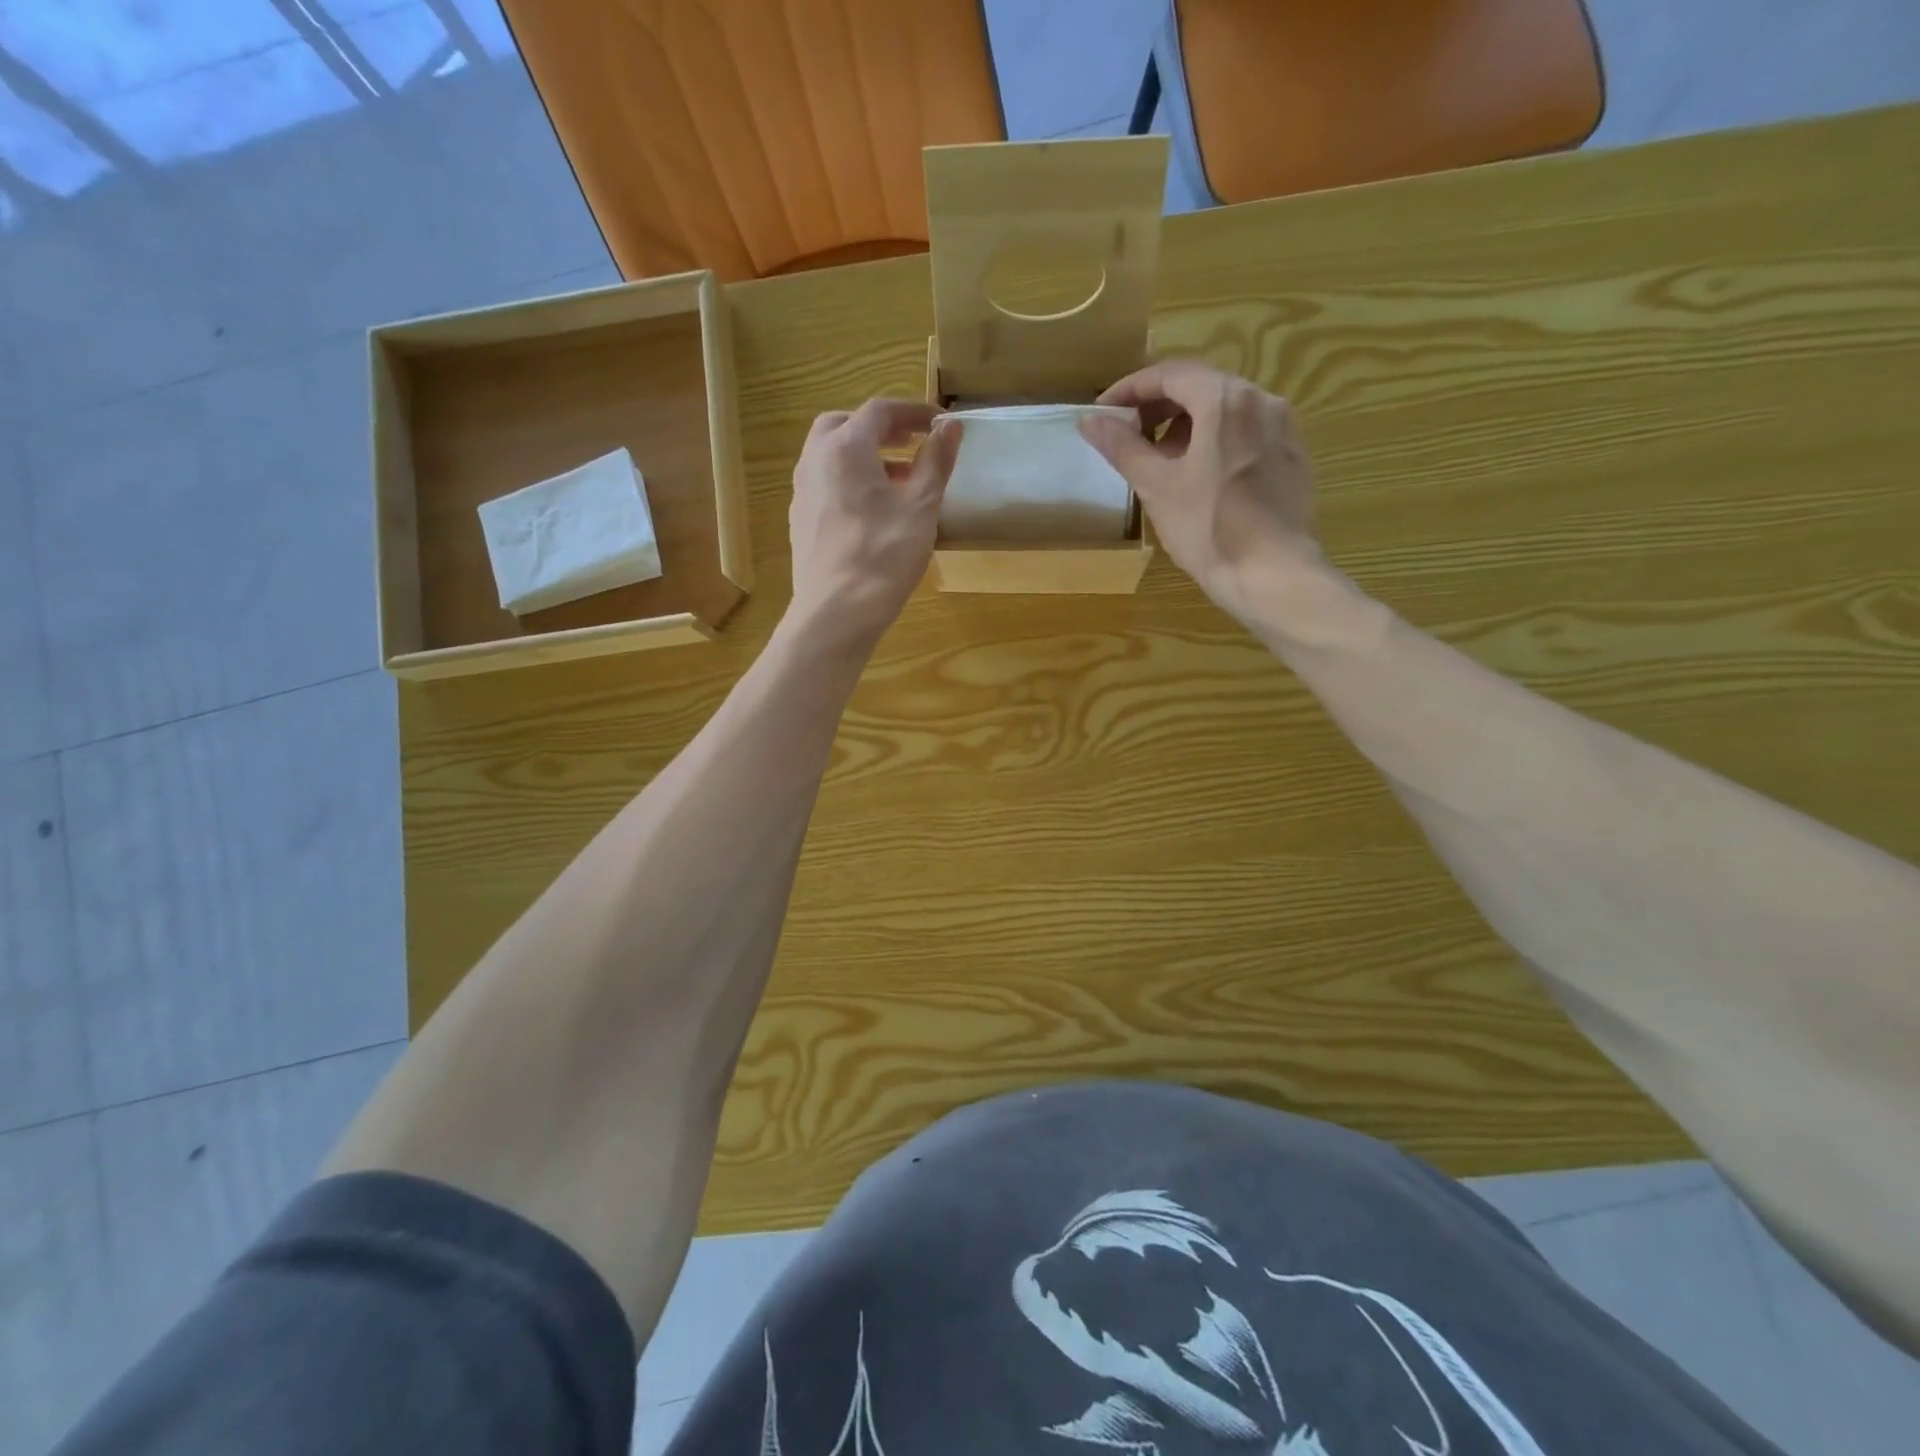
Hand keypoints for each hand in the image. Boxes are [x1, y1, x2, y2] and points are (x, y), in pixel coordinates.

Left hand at [787, 399, 961, 650]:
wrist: (836, 613)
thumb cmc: (883, 555)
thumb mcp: (921, 507)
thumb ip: (936, 461)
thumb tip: (950, 426)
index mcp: (844, 448)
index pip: (880, 411)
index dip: (914, 412)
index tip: (940, 425)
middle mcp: (815, 460)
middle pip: (847, 425)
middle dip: (882, 429)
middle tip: (913, 443)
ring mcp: (802, 492)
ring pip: (832, 455)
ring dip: (866, 456)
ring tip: (901, 479)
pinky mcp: (801, 521)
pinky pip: (826, 484)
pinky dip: (850, 481)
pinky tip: (874, 510)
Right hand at [1080, 361, 1320, 625]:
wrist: (1274, 576)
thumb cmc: (1209, 530)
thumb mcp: (1157, 487)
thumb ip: (1123, 448)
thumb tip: (1090, 421)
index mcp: (1225, 400)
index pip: (1170, 374)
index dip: (1131, 389)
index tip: (1104, 413)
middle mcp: (1262, 400)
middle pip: (1201, 386)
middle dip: (1159, 407)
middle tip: (1128, 436)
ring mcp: (1284, 427)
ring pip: (1226, 410)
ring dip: (1187, 424)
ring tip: (1161, 460)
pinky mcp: (1293, 455)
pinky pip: (1247, 432)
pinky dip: (1216, 440)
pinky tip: (1200, 476)